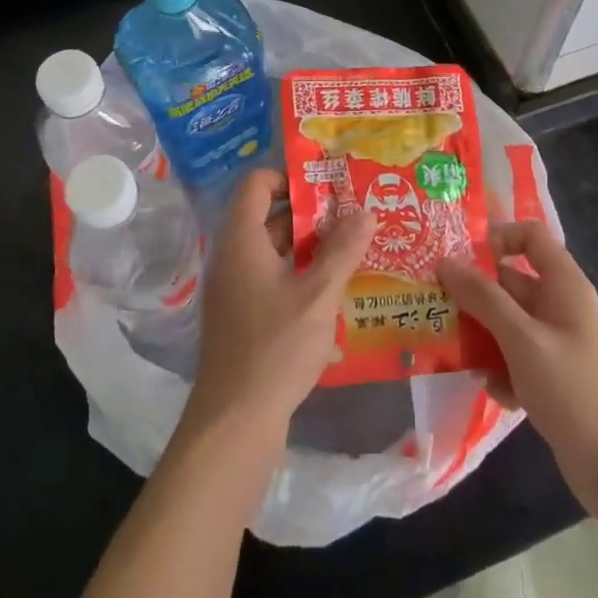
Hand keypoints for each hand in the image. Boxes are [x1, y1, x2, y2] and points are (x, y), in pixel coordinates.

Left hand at [185, 169, 373, 445]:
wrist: (235, 420)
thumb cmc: (276, 347)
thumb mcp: (319, 295)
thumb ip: (343, 250)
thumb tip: (365, 211)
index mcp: (241, 240)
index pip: (256, 184)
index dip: (289, 177)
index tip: (328, 184)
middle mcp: (232, 257)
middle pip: (267, 216)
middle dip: (309, 213)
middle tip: (352, 214)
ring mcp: (234, 288)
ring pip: (272, 250)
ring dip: (308, 246)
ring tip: (352, 247)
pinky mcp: (241, 316)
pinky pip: (270, 278)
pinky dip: (298, 273)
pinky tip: (333, 289)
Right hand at [438, 222, 597, 522]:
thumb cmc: (574, 393)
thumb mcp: (523, 340)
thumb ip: (483, 299)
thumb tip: (445, 261)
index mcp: (565, 286)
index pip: (531, 236)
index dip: (497, 239)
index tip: (462, 261)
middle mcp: (562, 307)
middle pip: (511, 282)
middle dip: (475, 294)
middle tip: (437, 305)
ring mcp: (559, 344)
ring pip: (509, 323)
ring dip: (483, 336)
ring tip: (456, 352)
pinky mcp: (554, 377)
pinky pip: (517, 357)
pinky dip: (502, 369)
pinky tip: (494, 392)